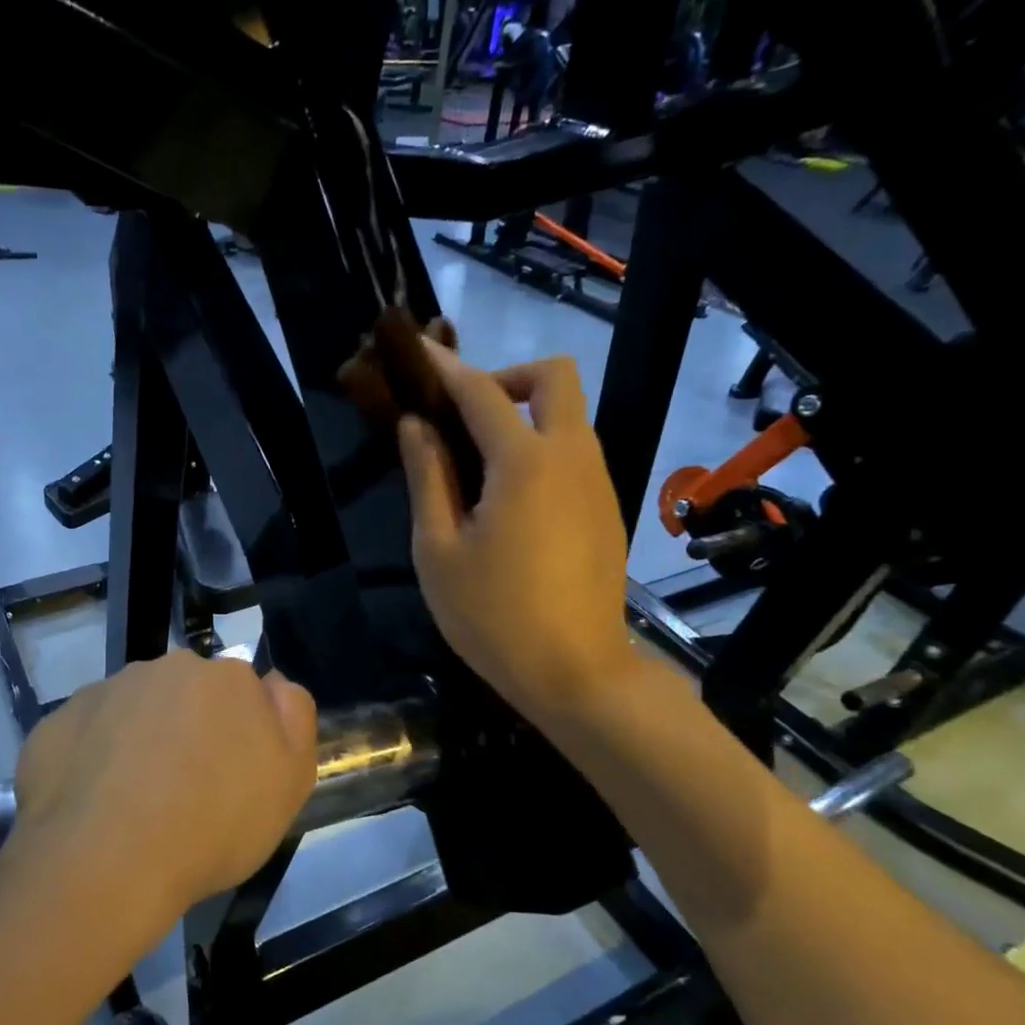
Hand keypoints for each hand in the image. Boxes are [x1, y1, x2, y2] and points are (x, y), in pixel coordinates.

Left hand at [6, 651, 318, 946]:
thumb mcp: (290, 780)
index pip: (241, 691)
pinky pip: (86, 735)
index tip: (232, 775)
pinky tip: (95, 805)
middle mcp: (162, 669)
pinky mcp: (55, 723)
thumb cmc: (214, 825)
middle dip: (188, 728)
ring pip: (132, 711)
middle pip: (184, 695)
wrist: (106, 865)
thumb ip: (294, 716)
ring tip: (135, 803)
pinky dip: (93, 759)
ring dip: (139, 741)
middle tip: (185, 790)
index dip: (239, 732)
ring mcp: (103, 692)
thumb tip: (273, 682)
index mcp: (223, 677)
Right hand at [397, 340, 635, 728]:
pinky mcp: (608, 509)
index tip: (416, 351)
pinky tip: (511, 503)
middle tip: (465, 417)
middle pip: (554, 377)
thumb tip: (416, 426)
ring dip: (525, 416)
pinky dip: (542, 451)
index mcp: (524, 462)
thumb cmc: (492, 616)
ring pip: (569, 416)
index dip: (444, 367)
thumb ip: (428, 478)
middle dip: (507, 377)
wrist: (576, 672)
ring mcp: (598, 482)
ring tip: (478, 467)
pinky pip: (575, 455)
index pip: (480, 390)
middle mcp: (571, 457)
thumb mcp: (439, 550)